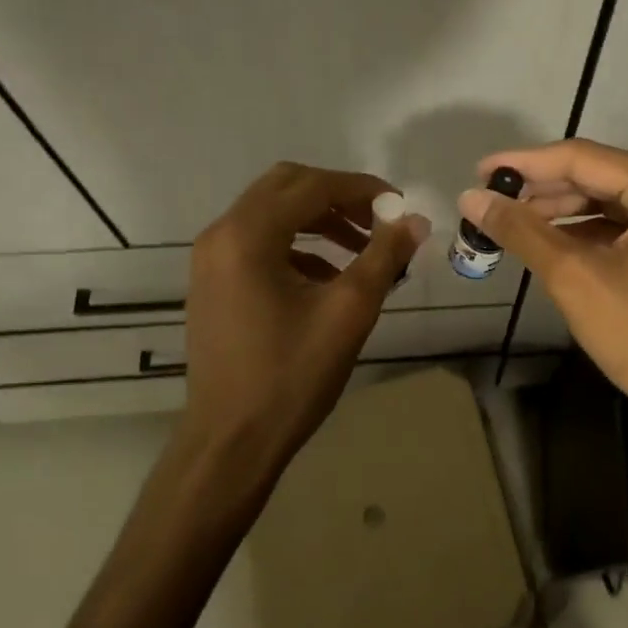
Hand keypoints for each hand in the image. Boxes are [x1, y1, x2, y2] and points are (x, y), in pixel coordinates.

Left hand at [186, 162, 428, 462]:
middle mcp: (222, 234)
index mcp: (249, 235)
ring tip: (363, 248)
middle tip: (378, 221)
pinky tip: (329, 275)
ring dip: (319, 219)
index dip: (362, 189)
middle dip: (338, 196)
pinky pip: (260, 240)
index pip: (312, 185)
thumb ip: (385, 256)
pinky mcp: (213, 281)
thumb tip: (416, 220)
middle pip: (286, 186)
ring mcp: (211, 258)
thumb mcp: (349, 311)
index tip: (400, 206)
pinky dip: (298, 243)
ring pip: (272, 212)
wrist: (232, 441)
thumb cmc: (292, 376)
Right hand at [458, 139, 627, 432]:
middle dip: (540, 190)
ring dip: (557, 211)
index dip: (525, 164)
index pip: (581, 158)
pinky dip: (580, 232)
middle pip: (594, 176)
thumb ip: (522, 231)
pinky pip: (618, 225)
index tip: (479, 171)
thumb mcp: (574, 277)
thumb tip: (470, 197)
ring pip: (604, 201)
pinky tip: (546, 243)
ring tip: (508, 223)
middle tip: (489, 200)